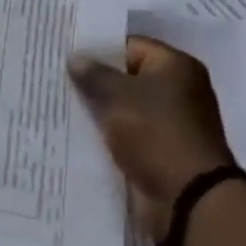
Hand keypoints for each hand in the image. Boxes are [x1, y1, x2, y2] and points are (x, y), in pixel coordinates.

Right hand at [69, 37, 235, 243]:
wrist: (188, 198)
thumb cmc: (155, 133)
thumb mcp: (118, 97)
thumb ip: (94, 75)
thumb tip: (76, 58)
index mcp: (176, 67)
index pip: (130, 46)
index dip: (98, 49)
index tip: (66, 56)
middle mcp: (178, 90)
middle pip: (128, 77)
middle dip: (96, 81)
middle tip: (58, 79)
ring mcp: (171, 123)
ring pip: (126, 108)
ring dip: (101, 111)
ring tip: (62, 106)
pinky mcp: (162, 151)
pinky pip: (129, 134)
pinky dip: (109, 134)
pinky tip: (79, 134)